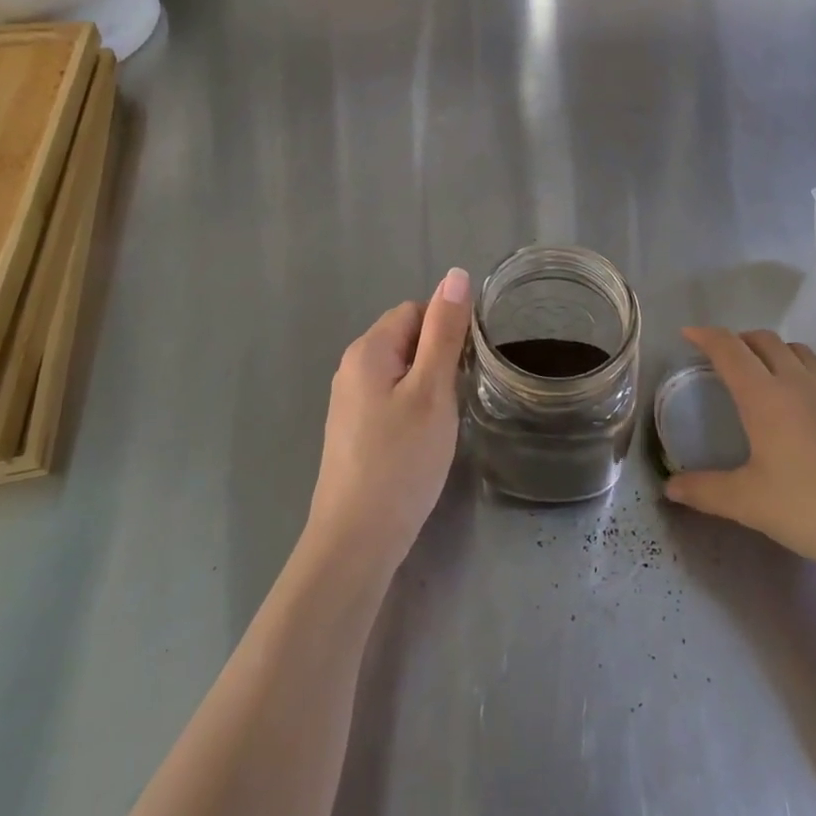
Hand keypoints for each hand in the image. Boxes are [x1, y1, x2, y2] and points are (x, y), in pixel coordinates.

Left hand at [304, 268, 472, 576]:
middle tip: (457, 397)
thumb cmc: (401, 460)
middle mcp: (352, 367)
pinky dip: (413, 408)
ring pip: (401, 371)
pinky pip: (390, 398)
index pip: (416, 310)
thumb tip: (456, 274)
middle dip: (438, 358)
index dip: (446, 330)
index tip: (467, 366)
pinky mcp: (353, 430)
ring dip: (428, 386)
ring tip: (445, 420)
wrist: (357, 540)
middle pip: (406, 338)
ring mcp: (349, 401)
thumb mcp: (432, 390)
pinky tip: (423, 440)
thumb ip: (445, 331)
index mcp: (368, 349)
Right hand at [664, 327, 815, 586]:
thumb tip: (669, 487)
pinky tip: (806, 396)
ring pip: (797, 350)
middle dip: (737, 340)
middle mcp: (798, 381)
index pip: (729, 349)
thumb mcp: (752, 504)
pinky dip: (803, 367)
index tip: (688, 334)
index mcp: (766, 396)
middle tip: (720, 358)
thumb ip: (706, 492)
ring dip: (772, 350)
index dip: (705, 336)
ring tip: (761, 372)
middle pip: (763, 340)